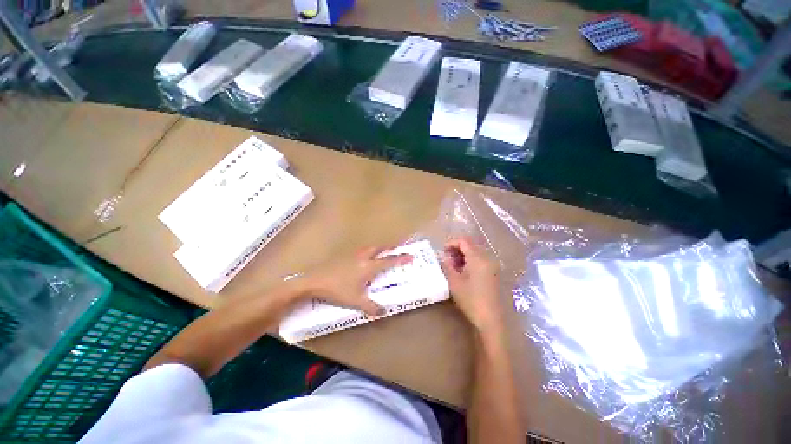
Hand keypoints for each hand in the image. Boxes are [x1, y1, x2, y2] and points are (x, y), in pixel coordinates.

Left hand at [297, 246, 412, 314]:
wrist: (313, 282)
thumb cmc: (337, 290)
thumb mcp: (356, 301)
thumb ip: (371, 306)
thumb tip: (384, 311)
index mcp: (368, 267)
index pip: (388, 261)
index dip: (400, 258)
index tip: (411, 255)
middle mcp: (361, 258)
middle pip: (378, 248)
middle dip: (389, 247)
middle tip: (397, 247)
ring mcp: (350, 256)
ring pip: (367, 249)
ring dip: (376, 248)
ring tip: (381, 251)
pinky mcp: (340, 257)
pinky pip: (358, 252)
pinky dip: (365, 253)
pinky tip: (361, 260)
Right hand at [440, 237, 503, 334]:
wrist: (489, 317)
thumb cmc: (470, 299)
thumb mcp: (454, 283)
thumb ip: (447, 266)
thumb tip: (442, 256)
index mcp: (478, 257)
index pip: (464, 241)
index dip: (451, 243)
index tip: (441, 252)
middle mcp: (487, 258)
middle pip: (471, 246)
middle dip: (457, 250)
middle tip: (445, 261)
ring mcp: (492, 266)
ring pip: (476, 254)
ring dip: (464, 257)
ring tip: (452, 269)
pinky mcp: (494, 274)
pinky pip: (481, 262)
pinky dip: (471, 263)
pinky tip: (463, 275)